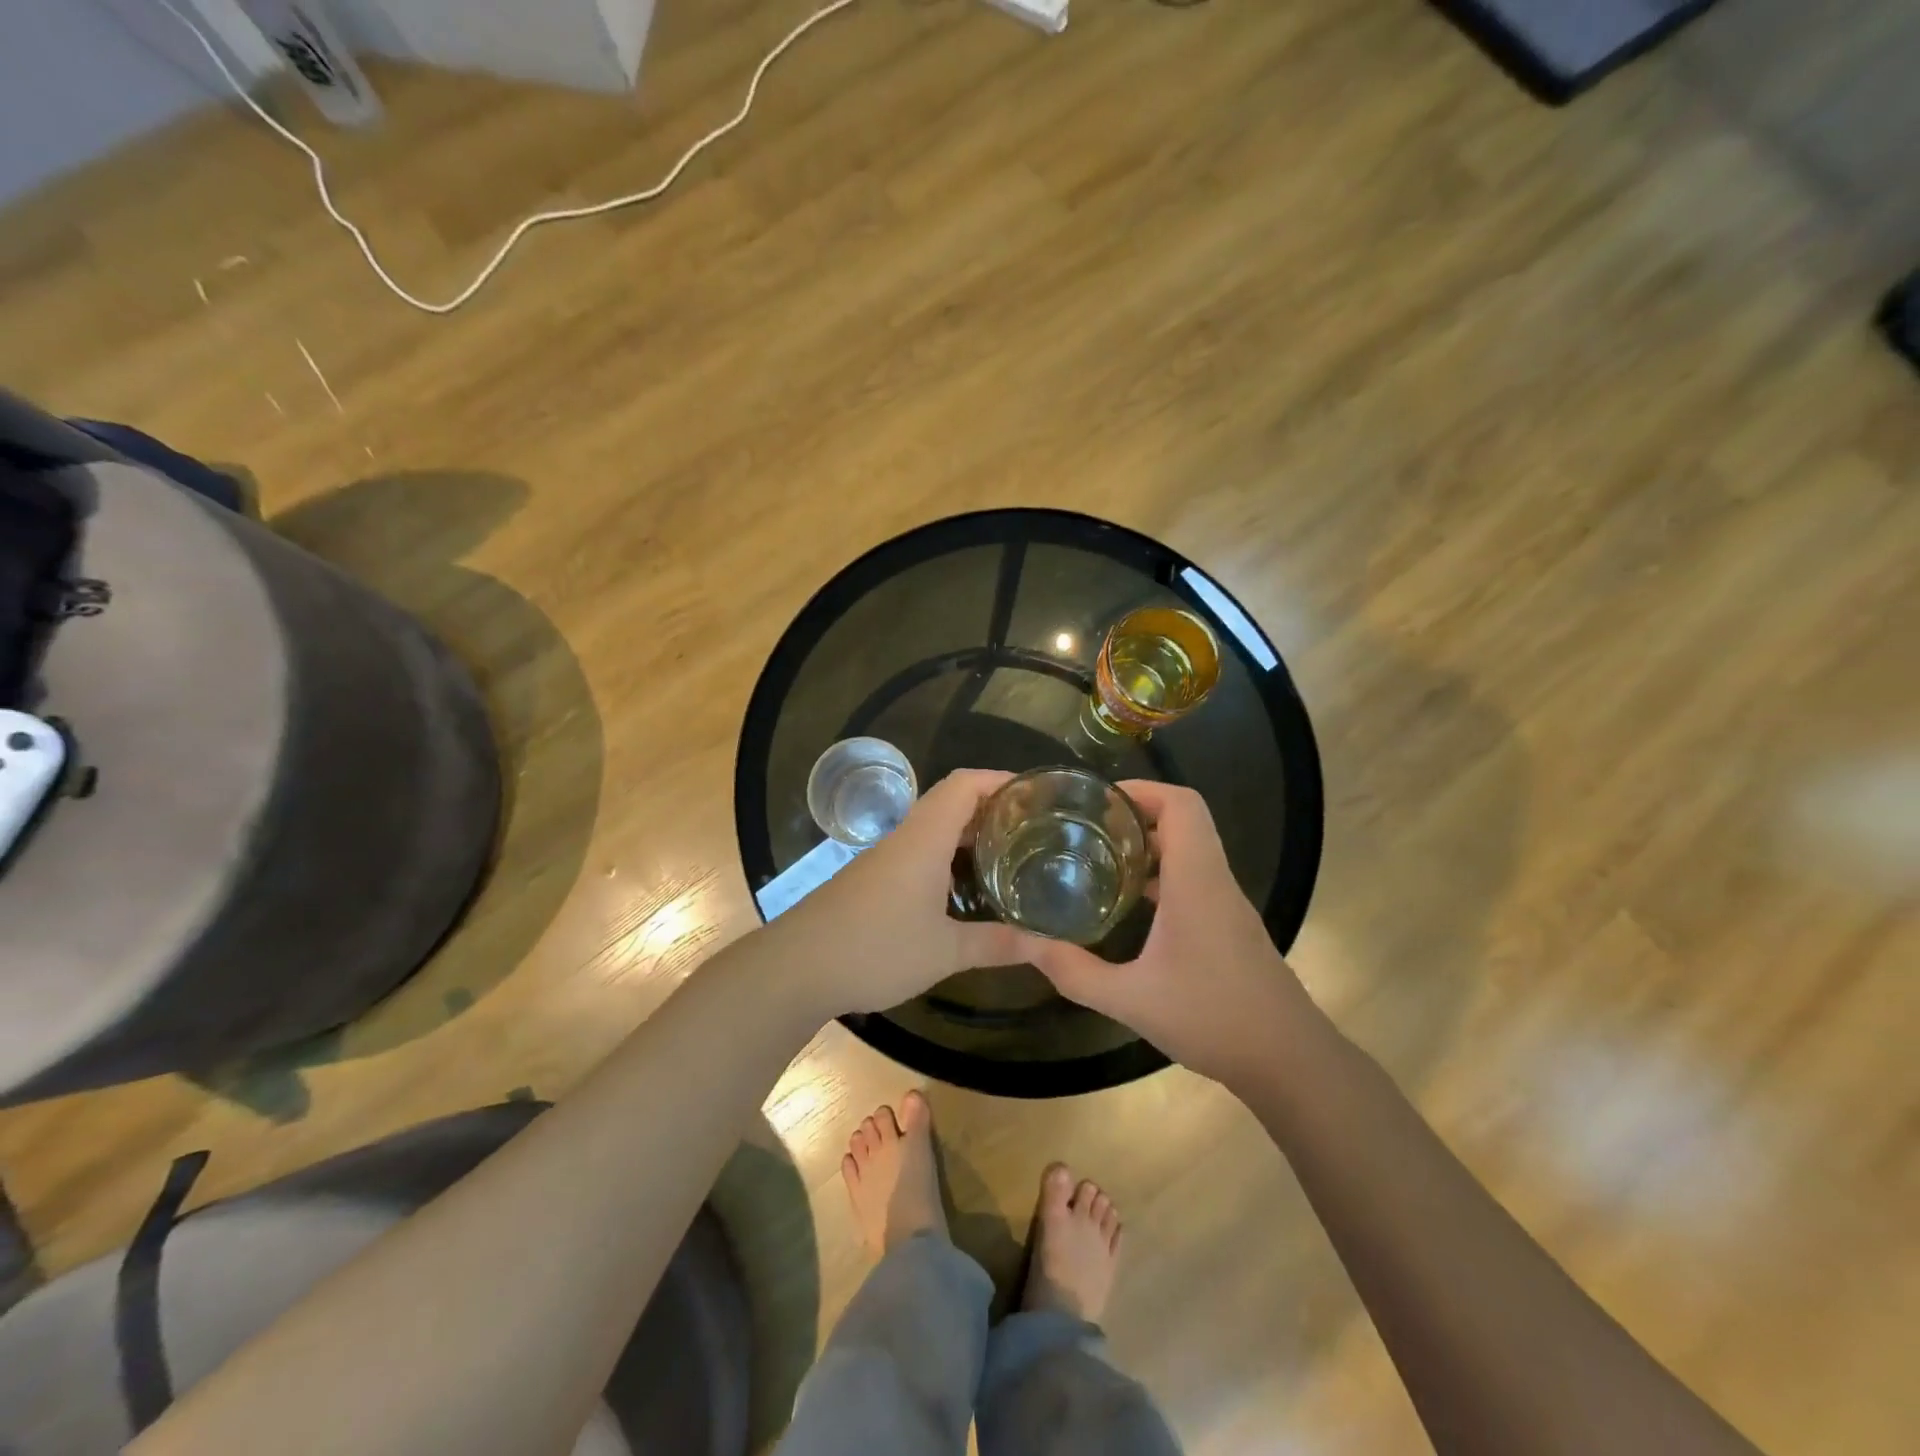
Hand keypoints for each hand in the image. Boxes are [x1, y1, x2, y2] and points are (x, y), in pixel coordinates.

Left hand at [780, 770, 1038, 1016]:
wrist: (795, 968)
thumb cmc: (875, 949)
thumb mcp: (945, 951)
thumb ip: (998, 944)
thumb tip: (1050, 945)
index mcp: (924, 838)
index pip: (965, 784)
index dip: (1000, 779)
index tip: (1036, 792)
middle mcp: (904, 837)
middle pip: (951, 801)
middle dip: (992, 808)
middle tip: (1032, 829)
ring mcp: (884, 857)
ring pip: (933, 827)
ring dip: (968, 833)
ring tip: (1007, 855)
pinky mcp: (871, 878)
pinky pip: (917, 850)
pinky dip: (947, 855)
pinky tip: (962, 888)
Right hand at [1023, 781, 1315, 1085]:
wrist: (1289, 1060)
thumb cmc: (1212, 1019)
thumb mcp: (1130, 1000)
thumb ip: (1074, 972)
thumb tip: (1026, 944)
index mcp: (1196, 881)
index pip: (1181, 805)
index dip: (1142, 790)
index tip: (1097, 801)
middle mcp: (1215, 880)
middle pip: (1184, 820)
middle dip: (1134, 814)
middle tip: (1085, 828)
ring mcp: (1226, 903)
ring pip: (1190, 849)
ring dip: (1148, 845)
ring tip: (1097, 859)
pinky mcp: (1229, 925)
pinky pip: (1194, 878)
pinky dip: (1161, 874)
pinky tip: (1128, 905)